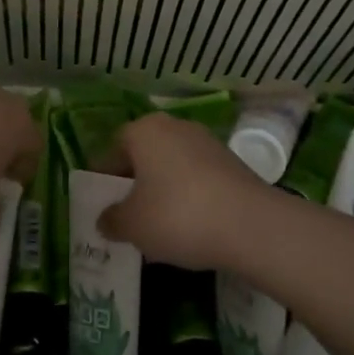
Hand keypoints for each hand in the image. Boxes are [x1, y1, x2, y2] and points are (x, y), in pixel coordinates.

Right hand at [97, 112, 279, 270]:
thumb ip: (112, 220)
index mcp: (143, 131)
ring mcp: (206, 142)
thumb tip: (105, 219)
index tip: (102, 205)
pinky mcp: (232, 163)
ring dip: (162, 191)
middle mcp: (174, 127)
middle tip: (128, 217)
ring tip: (159, 228)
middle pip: (144, 156)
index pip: (113, 150)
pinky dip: (189, 198)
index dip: (104, 178)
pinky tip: (190, 228)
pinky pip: (197, 179)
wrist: (251, 225)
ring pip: (171, 167)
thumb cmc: (178, 216)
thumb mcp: (132, 225)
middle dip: (135, 185)